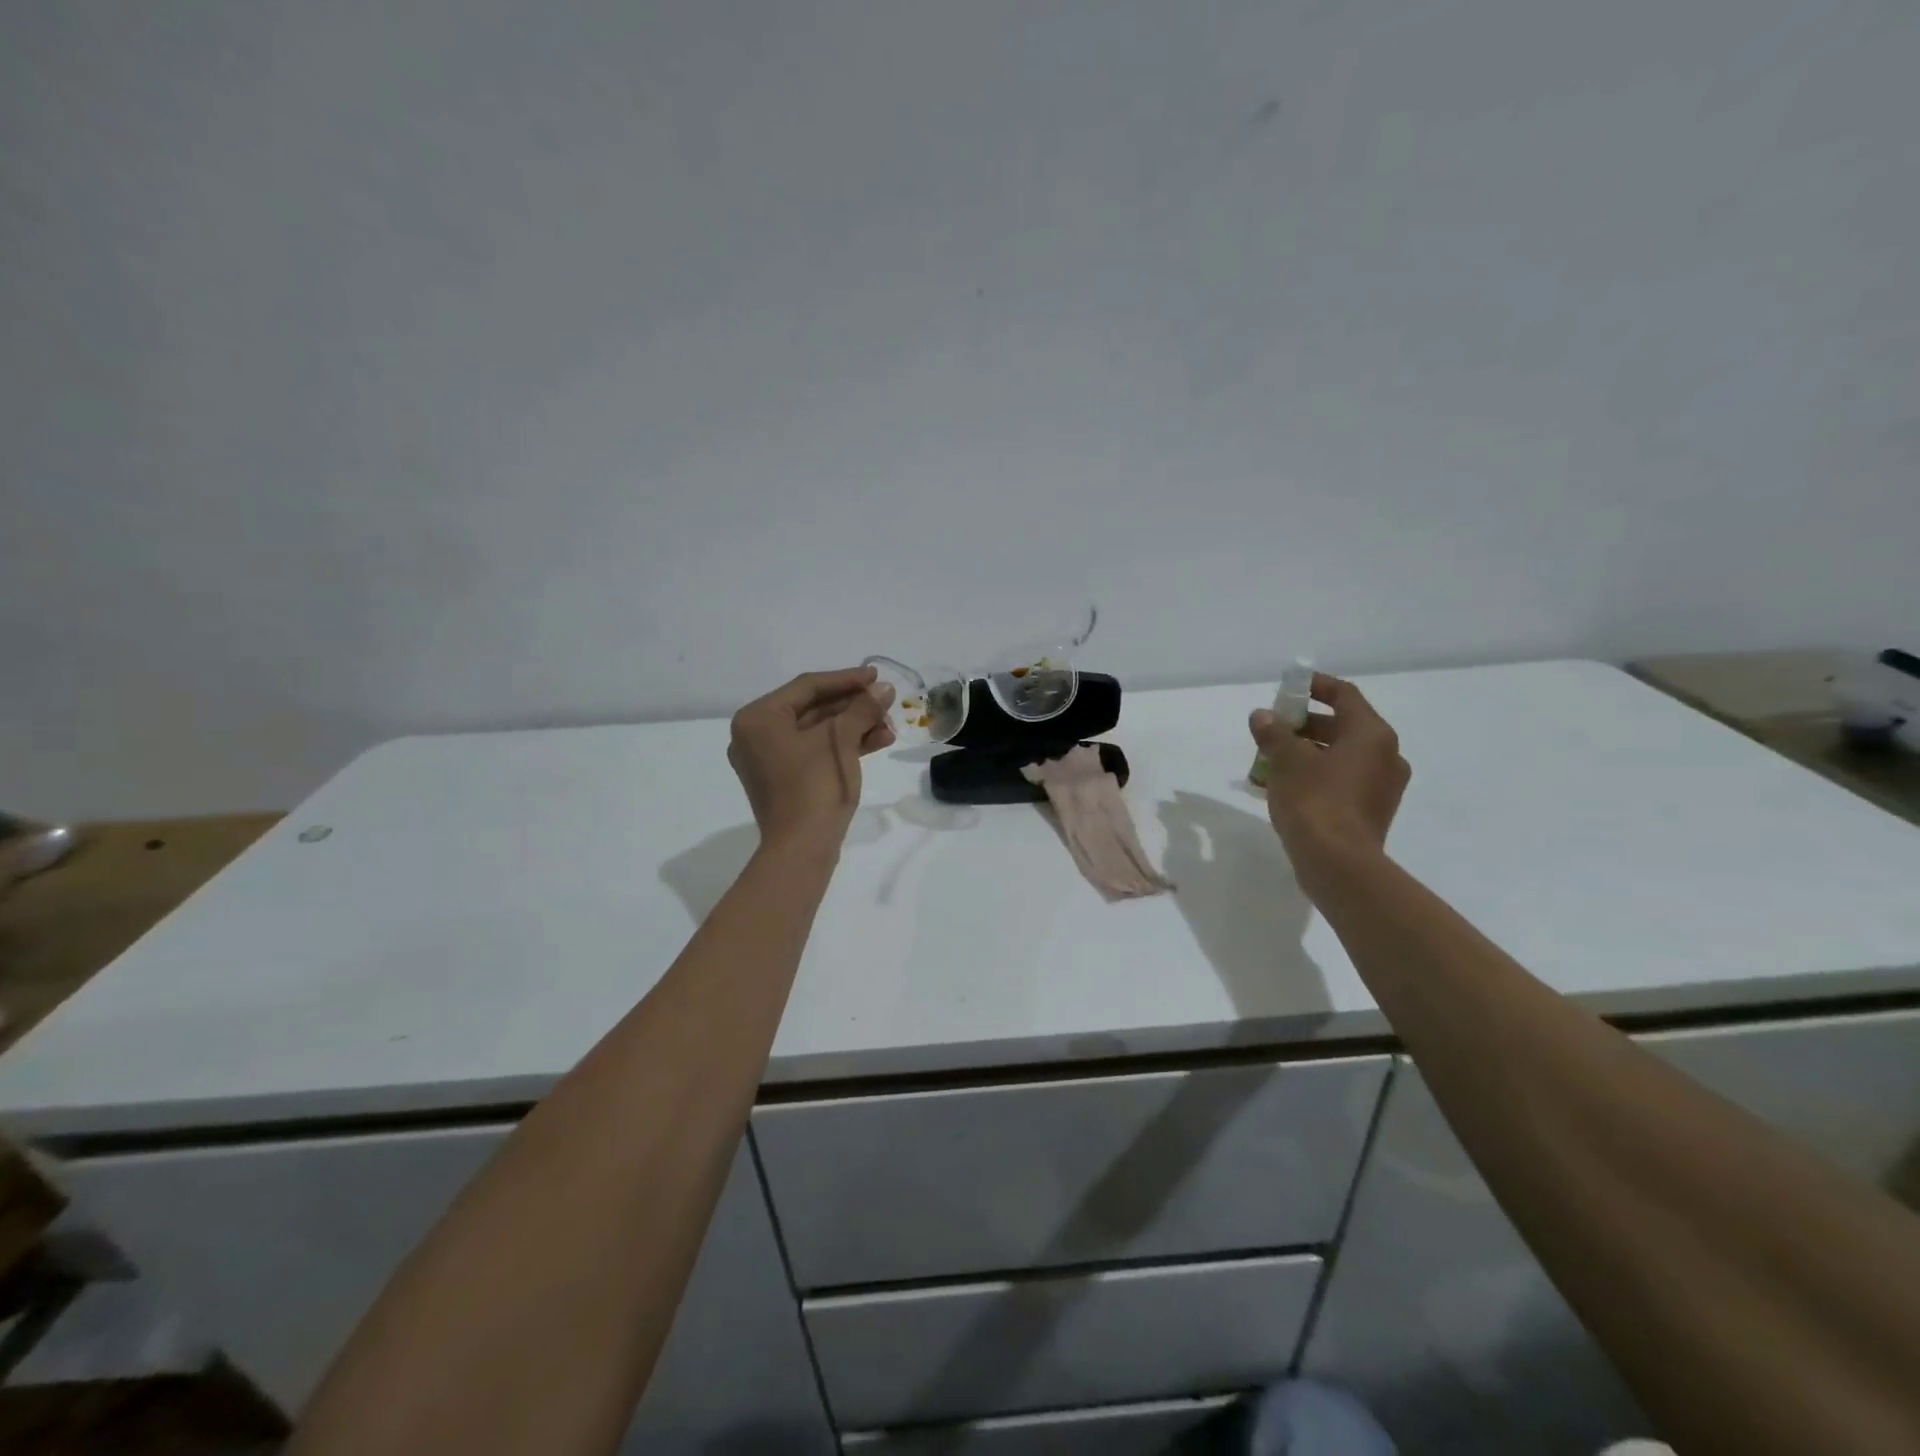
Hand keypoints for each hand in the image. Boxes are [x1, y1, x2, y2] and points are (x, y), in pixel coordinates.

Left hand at [729, 667, 895, 851]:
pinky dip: (844, 746)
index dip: (846, 679)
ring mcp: (769, 759)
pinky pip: (815, 751)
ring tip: (890, 725)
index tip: (877, 676)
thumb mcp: (841, 741)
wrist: (802, 849)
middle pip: (813, 708)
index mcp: (758, 718)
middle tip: (887, 701)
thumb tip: (883, 689)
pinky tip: (879, 741)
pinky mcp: (784, 779)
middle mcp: (756, 734)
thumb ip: (862, 709)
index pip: (808, 687)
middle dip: (854, 706)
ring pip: (817, 731)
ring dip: (855, 726)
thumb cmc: (814, 787)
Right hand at [1249, 673, 1409, 878]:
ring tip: (1268, 761)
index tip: (1288, 686)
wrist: (1338, 864)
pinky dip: (1314, 776)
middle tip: (1271, 729)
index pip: (1345, 695)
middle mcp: (1386, 756)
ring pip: (1339, 756)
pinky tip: (1281, 788)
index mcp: (1372, 735)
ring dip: (1305, 753)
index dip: (1315, 686)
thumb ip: (1273, 733)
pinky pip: (1340, 781)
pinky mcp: (1370, 812)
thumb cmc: (1315, 801)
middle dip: (1303, 725)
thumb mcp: (1286, 760)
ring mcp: (1381, 787)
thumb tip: (1262, 716)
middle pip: (1342, 726)